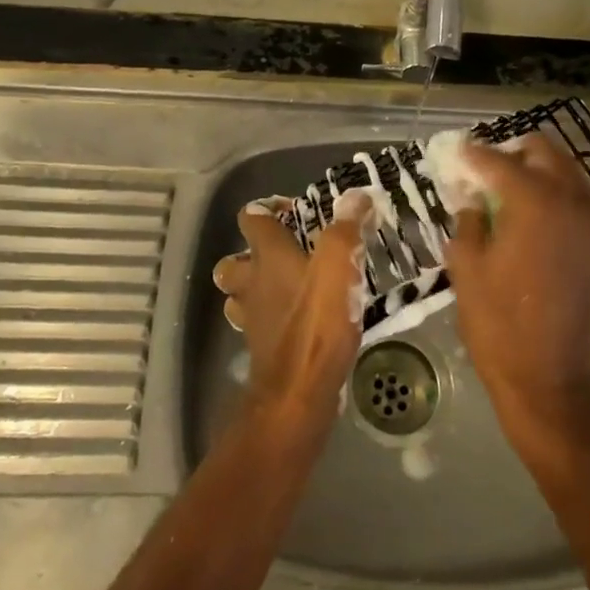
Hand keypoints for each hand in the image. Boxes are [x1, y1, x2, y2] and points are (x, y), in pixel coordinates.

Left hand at [212, 193, 367, 432]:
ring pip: (238, 295)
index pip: (251, 218)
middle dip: (249, 254)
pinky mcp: (260, 348)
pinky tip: (293, 322)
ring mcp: (251, 318)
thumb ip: (346, 228)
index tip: (293, 210)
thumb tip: (357, 194)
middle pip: (232, 261)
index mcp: (266, 255)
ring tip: (285, 287)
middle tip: (283, 255)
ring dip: (254, 288)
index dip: (267, 208)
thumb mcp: (339, 266)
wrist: (297, 394)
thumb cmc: (317, 322)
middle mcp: (251, 283)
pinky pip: (256, 324)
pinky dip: (268, 318)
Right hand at [442, 134, 589, 442]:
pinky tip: (529, 209)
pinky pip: (577, 196)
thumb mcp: (466, 264)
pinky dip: (554, 190)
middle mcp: (570, 199)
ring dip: (536, 168)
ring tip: (504, 185)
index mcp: (534, 201)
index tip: (454, 151)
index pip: (498, 161)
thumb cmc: (497, 321)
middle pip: (542, 151)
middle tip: (482, 166)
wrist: (547, 375)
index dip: (472, 154)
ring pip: (564, 169)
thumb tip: (472, 198)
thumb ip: (468, 218)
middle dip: (511, 152)